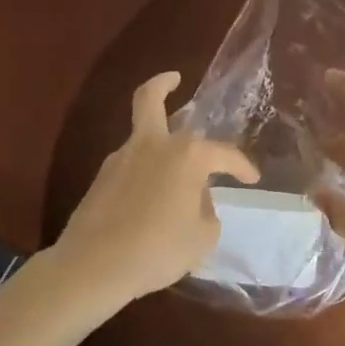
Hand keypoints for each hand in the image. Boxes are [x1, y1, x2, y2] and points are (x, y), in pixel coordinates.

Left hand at [55, 71, 257, 302]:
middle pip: (151, 99)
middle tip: (175, 79)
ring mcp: (121, 158)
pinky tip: (150, 197)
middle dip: (163, 84)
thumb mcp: (203, 237)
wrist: (92, 266)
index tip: (252, 179)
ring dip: (156, 137)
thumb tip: (197, 199)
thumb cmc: (158, 248)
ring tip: (174, 170)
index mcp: (187, 155)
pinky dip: (143, 171)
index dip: (242, 166)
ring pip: (141, 133)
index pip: (224, 154)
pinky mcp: (100, 179)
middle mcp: (153, 145)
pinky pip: (130, 165)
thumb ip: (207, 211)